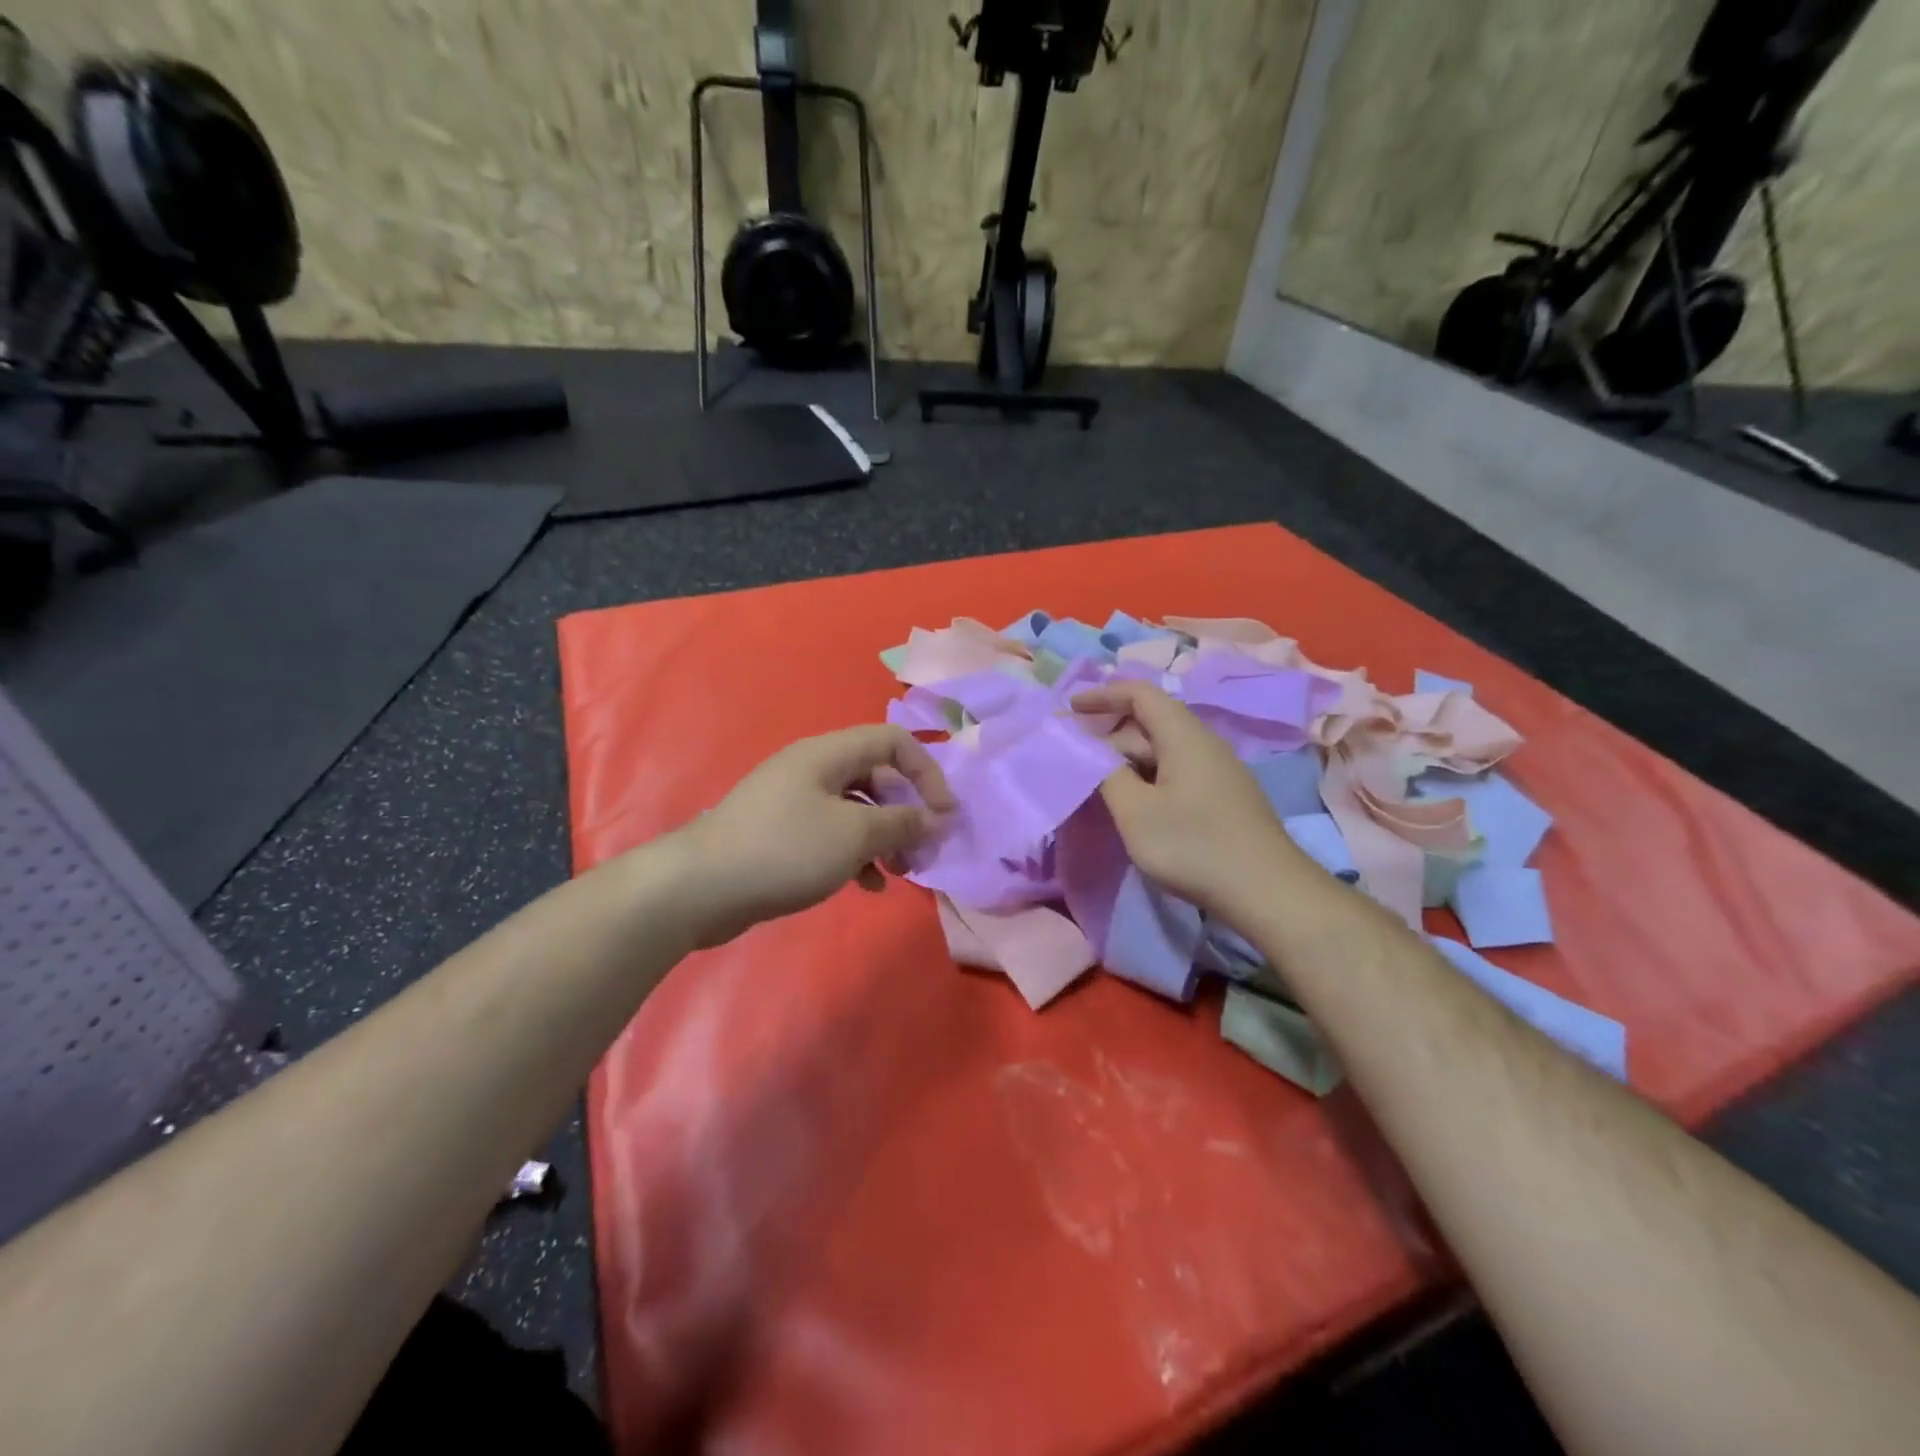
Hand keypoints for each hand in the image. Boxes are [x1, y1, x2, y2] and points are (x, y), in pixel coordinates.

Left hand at [679, 725, 954, 946]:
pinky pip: (832, 834)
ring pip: (856, 810)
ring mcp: (794, 802)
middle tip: (923, 849)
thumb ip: (901, 823)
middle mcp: (812, 769)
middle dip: (906, 812)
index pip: (893, 741)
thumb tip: (935, 818)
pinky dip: (856, 854)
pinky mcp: (782, 833)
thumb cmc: (785, 849)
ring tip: (900, 873)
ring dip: (885, 837)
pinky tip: (868, 887)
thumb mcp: (853, 835)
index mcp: (828, 754)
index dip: (926, 771)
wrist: (700, 887)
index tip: (944, 813)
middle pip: (876, 777)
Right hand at [1071, 681, 1304, 921]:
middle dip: (1111, 735)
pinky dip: (1148, 778)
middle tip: (1078, 760)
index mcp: (1183, 736)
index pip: (1140, 694)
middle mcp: (1204, 744)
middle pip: (1150, 723)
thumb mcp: (1135, 811)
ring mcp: (1218, 772)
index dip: (1103, 695)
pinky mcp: (1224, 798)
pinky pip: (1177, 773)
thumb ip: (1106, 774)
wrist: (1267, 892)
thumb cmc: (1193, 845)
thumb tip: (1092, 752)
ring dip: (1128, 761)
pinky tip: (1136, 806)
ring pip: (1164, 752)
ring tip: (1100, 786)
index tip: (1071, 710)